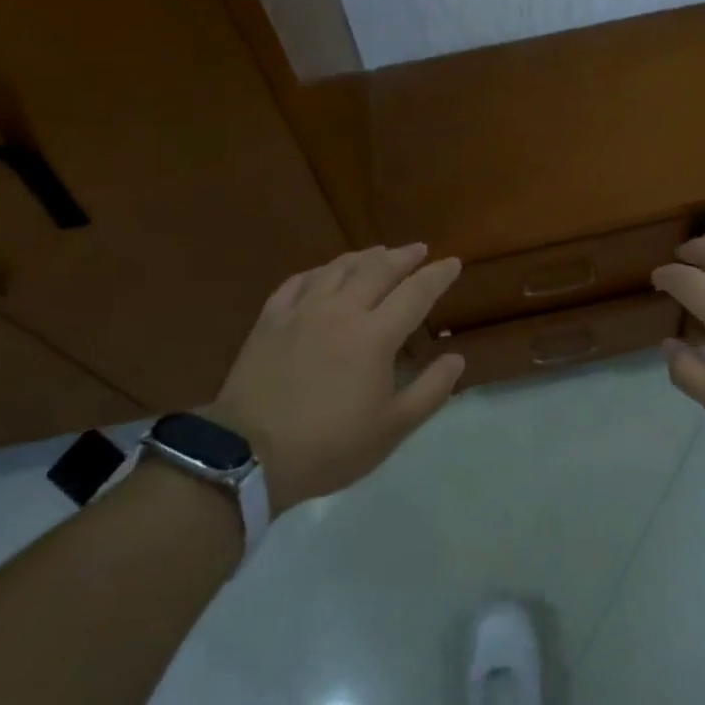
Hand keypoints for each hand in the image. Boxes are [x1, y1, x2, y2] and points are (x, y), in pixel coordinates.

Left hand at [204, 244, 464, 511]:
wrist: (248, 455)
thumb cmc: (329, 446)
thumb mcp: (392, 429)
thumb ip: (430, 391)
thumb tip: (456, 358)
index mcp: (375, 336)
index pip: (416, 293)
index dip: (437, 275)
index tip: (453, 262)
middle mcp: (341, 310)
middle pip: (378, 270)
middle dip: (403, 256)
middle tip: (418, 249)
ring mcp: (302, 311)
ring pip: (338, 268)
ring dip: (364, 257)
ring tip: (378, 252)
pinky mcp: (270, 320)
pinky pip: (299, 281)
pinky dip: (319, 271)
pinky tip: (324, 273)